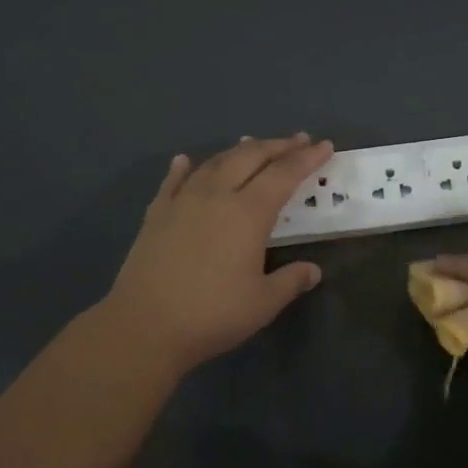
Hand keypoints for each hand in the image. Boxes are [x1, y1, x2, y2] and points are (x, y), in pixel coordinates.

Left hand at [100, 133, 332, 371]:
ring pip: (215, 163)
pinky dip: (184, 168)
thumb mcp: (263, 303)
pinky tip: (185, 161)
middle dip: (278, 146)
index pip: (284, 174)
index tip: (324, 145)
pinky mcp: (156, 215)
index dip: (306, 158)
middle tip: (298, 140)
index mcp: (249, 213)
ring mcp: (183, 202)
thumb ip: (291, 281)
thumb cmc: (211, 315)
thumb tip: (313, 270)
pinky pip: (173, 182)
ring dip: (239, 150)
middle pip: (251, 157)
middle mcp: (217, 196)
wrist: (143, 327)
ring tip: (253, 143)